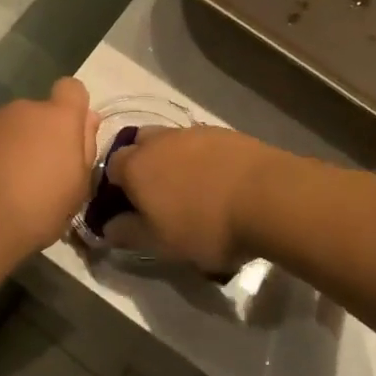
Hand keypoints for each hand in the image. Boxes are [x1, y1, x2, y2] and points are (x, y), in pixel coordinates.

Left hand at [0, 78, 97, 256]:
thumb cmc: (41, 208)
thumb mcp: (79, 185)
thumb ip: (86, 145)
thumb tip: (88, 119)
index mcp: (58, 118)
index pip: (71, 88)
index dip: (73, 107)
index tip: (70, 135)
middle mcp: (24, 109)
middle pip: (39, 112)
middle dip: (41, 133)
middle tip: (39, 171)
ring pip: (11, 125)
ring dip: (14, 144)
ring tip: (9, 181)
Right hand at [104, 126, 289, 269]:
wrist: (269, 197)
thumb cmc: (205, 225)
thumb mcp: (160, 243)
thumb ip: (128, 233)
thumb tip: (107, 227)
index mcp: (135, 165)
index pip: (110, 168)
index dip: (115, 188)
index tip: (128, 210)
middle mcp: (159, 140)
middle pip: (139, 145)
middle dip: (141, 166)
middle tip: (157, 197)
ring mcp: (194, 132)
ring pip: (171, 142)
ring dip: (173, 160)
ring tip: (191, 191)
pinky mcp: (225, 133)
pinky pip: (202, 144)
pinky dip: (202, 159)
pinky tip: (218, 182)